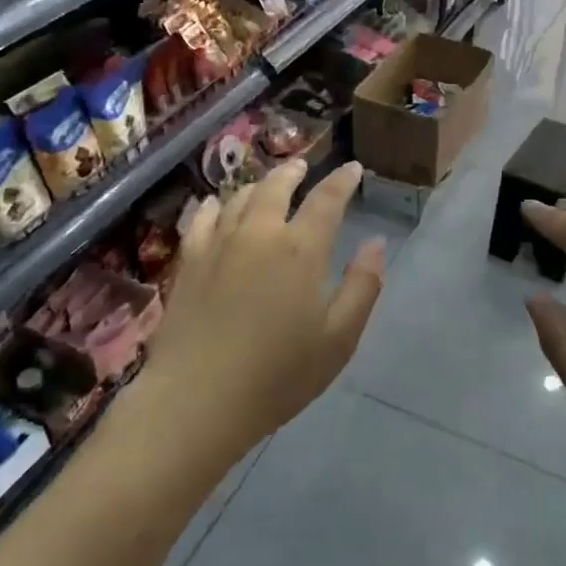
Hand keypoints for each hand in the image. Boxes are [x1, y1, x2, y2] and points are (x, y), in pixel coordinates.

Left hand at [144, 159, 384, 451]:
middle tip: (303, 166)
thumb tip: (376, 244)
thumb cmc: (278, 375)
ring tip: (266, 184)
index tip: (353, 168)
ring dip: (258, 185)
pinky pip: (201, 218)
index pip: (327, 200)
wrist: (197, 399)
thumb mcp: (339, 339)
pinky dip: (213, 205)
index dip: (342, 180)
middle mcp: (259, 233)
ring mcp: (218, 244)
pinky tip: (215, 204)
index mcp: (301, 249)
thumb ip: (363, 286)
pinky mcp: (189, 261)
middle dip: (294, 171)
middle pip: (277, 186)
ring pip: (239, 198)